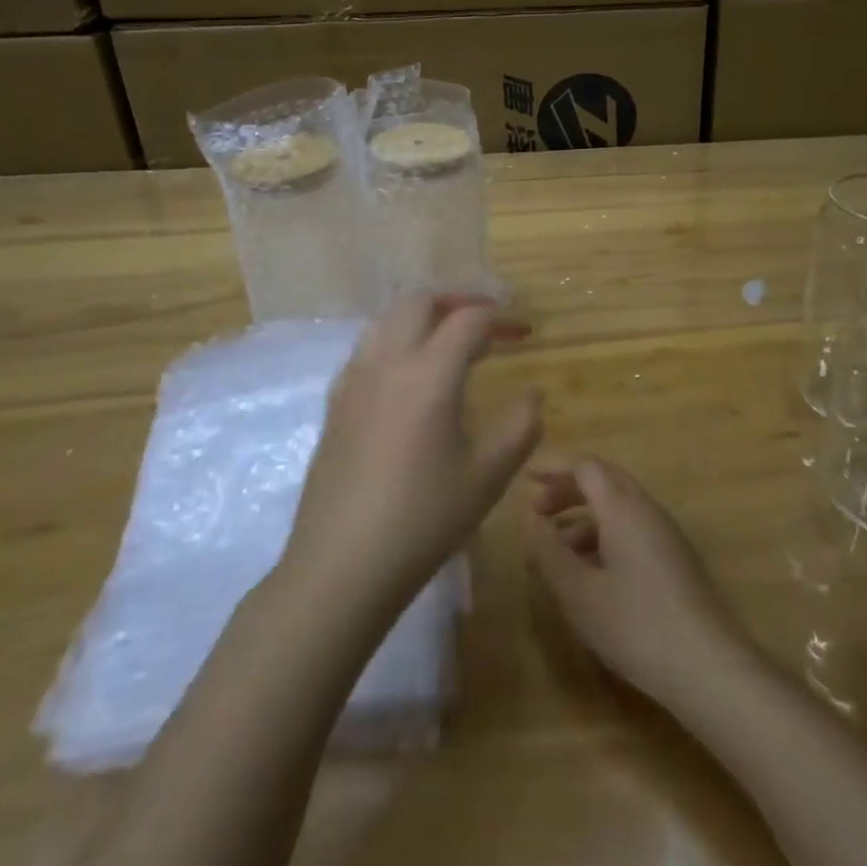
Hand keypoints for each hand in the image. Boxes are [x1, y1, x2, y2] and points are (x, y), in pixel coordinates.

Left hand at [288, 294, 540, 611]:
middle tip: (488, 319)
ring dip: (424, 316)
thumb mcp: (488, 475)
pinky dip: (396, 340)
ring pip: (388, 320)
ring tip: (451, 340)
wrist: (341, 566)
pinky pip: (368, 348)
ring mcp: (354, 380)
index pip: (469, 320)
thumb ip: (521, 425)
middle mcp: (387, 362)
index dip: (503, 318)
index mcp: (428, 374)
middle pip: (420, 302)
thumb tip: (531, 393)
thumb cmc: (423, 520)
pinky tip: (409, 376)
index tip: (525, 331)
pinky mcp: (335, 403)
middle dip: (458, 299)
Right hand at [524, 457, 749, 705]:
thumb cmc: (636, 624)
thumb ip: (549, 553)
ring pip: (619, 508)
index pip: (586, 467)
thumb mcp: (578, 593)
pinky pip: (632, 530)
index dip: (554, 468)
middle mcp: (647, 510)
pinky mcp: (675, 560)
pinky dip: (604, 537)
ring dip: (584, 518)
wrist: (708, 666)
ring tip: (555, 550)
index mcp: (623, 507)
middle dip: (568, 491)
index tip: (526, 478)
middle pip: (604, 481)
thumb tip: (532, 523)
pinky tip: (589, 573)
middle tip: (537, 510)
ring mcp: (666, 534)